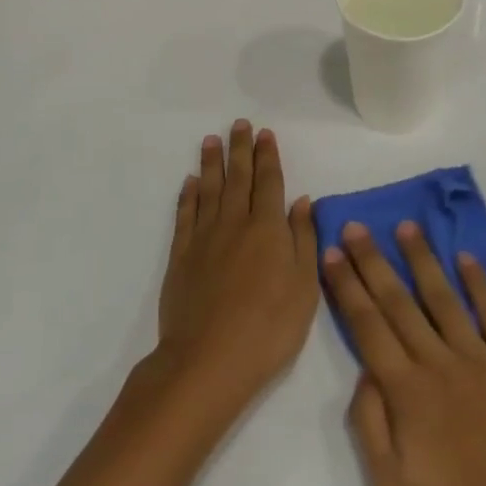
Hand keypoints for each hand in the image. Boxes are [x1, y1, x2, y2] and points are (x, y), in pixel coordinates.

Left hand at [154, 121, 319, 419]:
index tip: (265, 133)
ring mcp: (205, 238)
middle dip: (240, 149)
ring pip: (210, 189)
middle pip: (238, 177)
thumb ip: (303, 240)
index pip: (269, 182)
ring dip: (212, 162)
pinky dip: (188, 195)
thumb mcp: (304, 288)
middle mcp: (235, 223)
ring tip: (211, 140)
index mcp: (268, 229)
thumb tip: (302, 201)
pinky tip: (191, 182)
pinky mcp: (181, 256)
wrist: (208, 361)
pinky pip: (186, 215)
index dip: (268, 156)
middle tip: (239, 124)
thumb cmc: (269, 328)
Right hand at [323, 220, 485, 485]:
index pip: (368, 326)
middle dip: (373, 262)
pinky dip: (479, 284)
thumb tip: (364, 372)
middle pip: (399, 303)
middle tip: (356, 226)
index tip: (331, 252)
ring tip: (406, 227)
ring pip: (443, 298)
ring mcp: (481, 359)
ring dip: (422, 260)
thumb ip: (371, 425)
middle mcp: (439, 363)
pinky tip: (466, 259)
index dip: (347, 287)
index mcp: (406, 392)